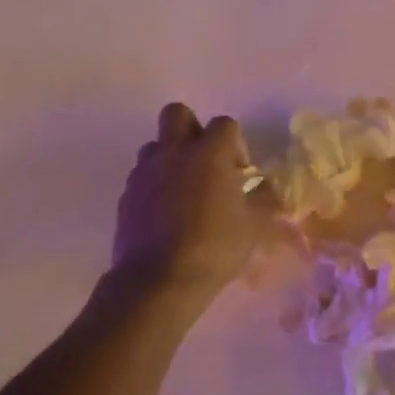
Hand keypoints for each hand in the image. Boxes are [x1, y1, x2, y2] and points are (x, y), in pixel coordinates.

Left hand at [112, 103, 274, 300]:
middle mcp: (174, 152)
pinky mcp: (126, 195)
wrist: (158, 280)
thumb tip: (268, 189)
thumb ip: (264, 201)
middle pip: (177, 113)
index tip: (239, 173)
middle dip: (193, 129)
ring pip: (155, 144)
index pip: (225, 124)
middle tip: (205, 161)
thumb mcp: (253, 227)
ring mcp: (145, 172)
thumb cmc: (214, 249)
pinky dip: (154, 185)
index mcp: (209, 154)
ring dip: (170, 157)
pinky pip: (141, 176)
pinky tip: (166, 213)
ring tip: (184, 189)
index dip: (235, 144)